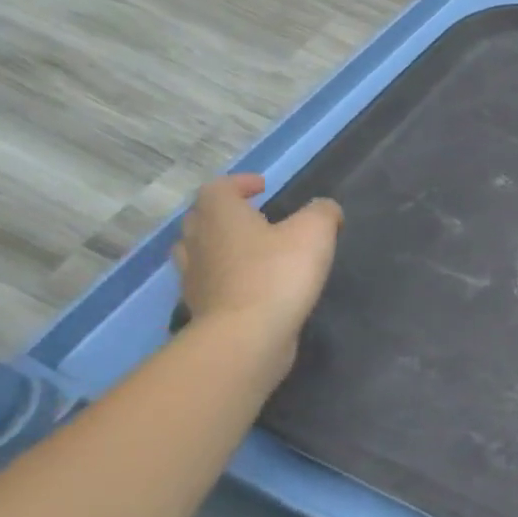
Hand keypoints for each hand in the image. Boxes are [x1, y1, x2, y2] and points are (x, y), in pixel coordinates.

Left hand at [172, 175, 341, 370]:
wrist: (247, 334)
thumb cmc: (278, 273)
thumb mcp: (315, 232)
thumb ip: (322, 212)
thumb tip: (324, 209)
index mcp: (221, 216)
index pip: (218, 187)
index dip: (240, 183)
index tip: (263, 186)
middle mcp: (198, 241)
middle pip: (201, 217)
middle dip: (226, 212)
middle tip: (255, 216)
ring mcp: (194, 275)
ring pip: (197, 249)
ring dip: (219, 243)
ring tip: (249, 249)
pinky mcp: (201, 305)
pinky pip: (208, 279)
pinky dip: (225, 274)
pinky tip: (249, 282)